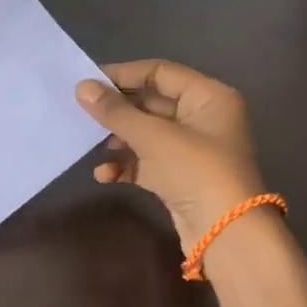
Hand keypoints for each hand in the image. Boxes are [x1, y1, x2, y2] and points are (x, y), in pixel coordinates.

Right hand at [77, 59, 268, 249]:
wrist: (225, 234)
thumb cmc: (195, 171)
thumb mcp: (152, 136)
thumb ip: (115, 111)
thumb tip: (82, 87)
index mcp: (208, 97)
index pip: (160, 72)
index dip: (123, 74)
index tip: (88, 82)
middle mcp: (203, 118)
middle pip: (152, 103)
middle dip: (118, 110)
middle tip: (82, 111)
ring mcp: (192, 149)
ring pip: (146, 133)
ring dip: (119, 139)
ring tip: (92, 144)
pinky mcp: (181, 177)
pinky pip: (147, 161)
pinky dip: (126, 165)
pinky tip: (104, 174)